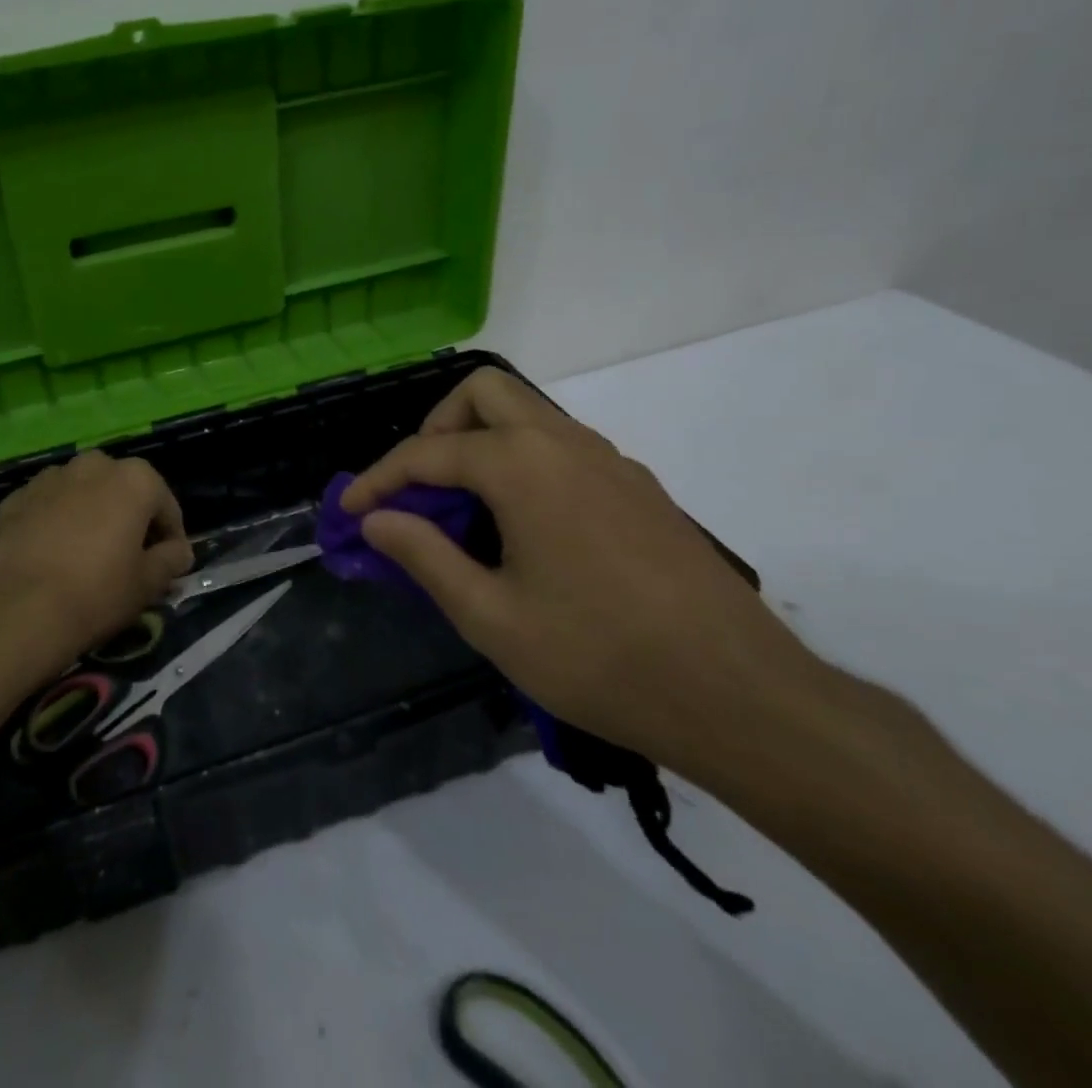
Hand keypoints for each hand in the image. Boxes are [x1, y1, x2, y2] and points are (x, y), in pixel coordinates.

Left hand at [0, 450, 193, 671]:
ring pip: (82, 492)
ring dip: (90, 513)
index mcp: (134, 479)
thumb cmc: (98, 592)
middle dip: (128, 516)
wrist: (21, 609)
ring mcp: (50, 478)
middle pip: (122, 489)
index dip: (170, 536)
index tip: (167, 563)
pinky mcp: (16, 498)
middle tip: (126, 555)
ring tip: (85, 553)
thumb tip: (179, 551)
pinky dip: (54, 521)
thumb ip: (171, 559)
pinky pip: (47, 505)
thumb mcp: (148, 583)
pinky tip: (52, 554)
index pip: (165, 506)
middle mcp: (93, 465)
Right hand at [342, 368, 812, 768]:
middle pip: (483, 394)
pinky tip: (524, 528)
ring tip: (462, 510)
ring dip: (481, 443)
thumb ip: (424, 556)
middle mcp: (565, 444)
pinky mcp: (638, 488)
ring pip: (528, 416)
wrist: (742, 696)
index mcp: (522, 466)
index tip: (349, 510)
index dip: (378, 479)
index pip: (427, 452)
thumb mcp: (490, 617)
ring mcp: (610, 461)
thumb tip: (377, 519)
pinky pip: (562, 448)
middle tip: (418, 487)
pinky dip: (522, 463)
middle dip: (436, 429)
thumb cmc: (599, 657)